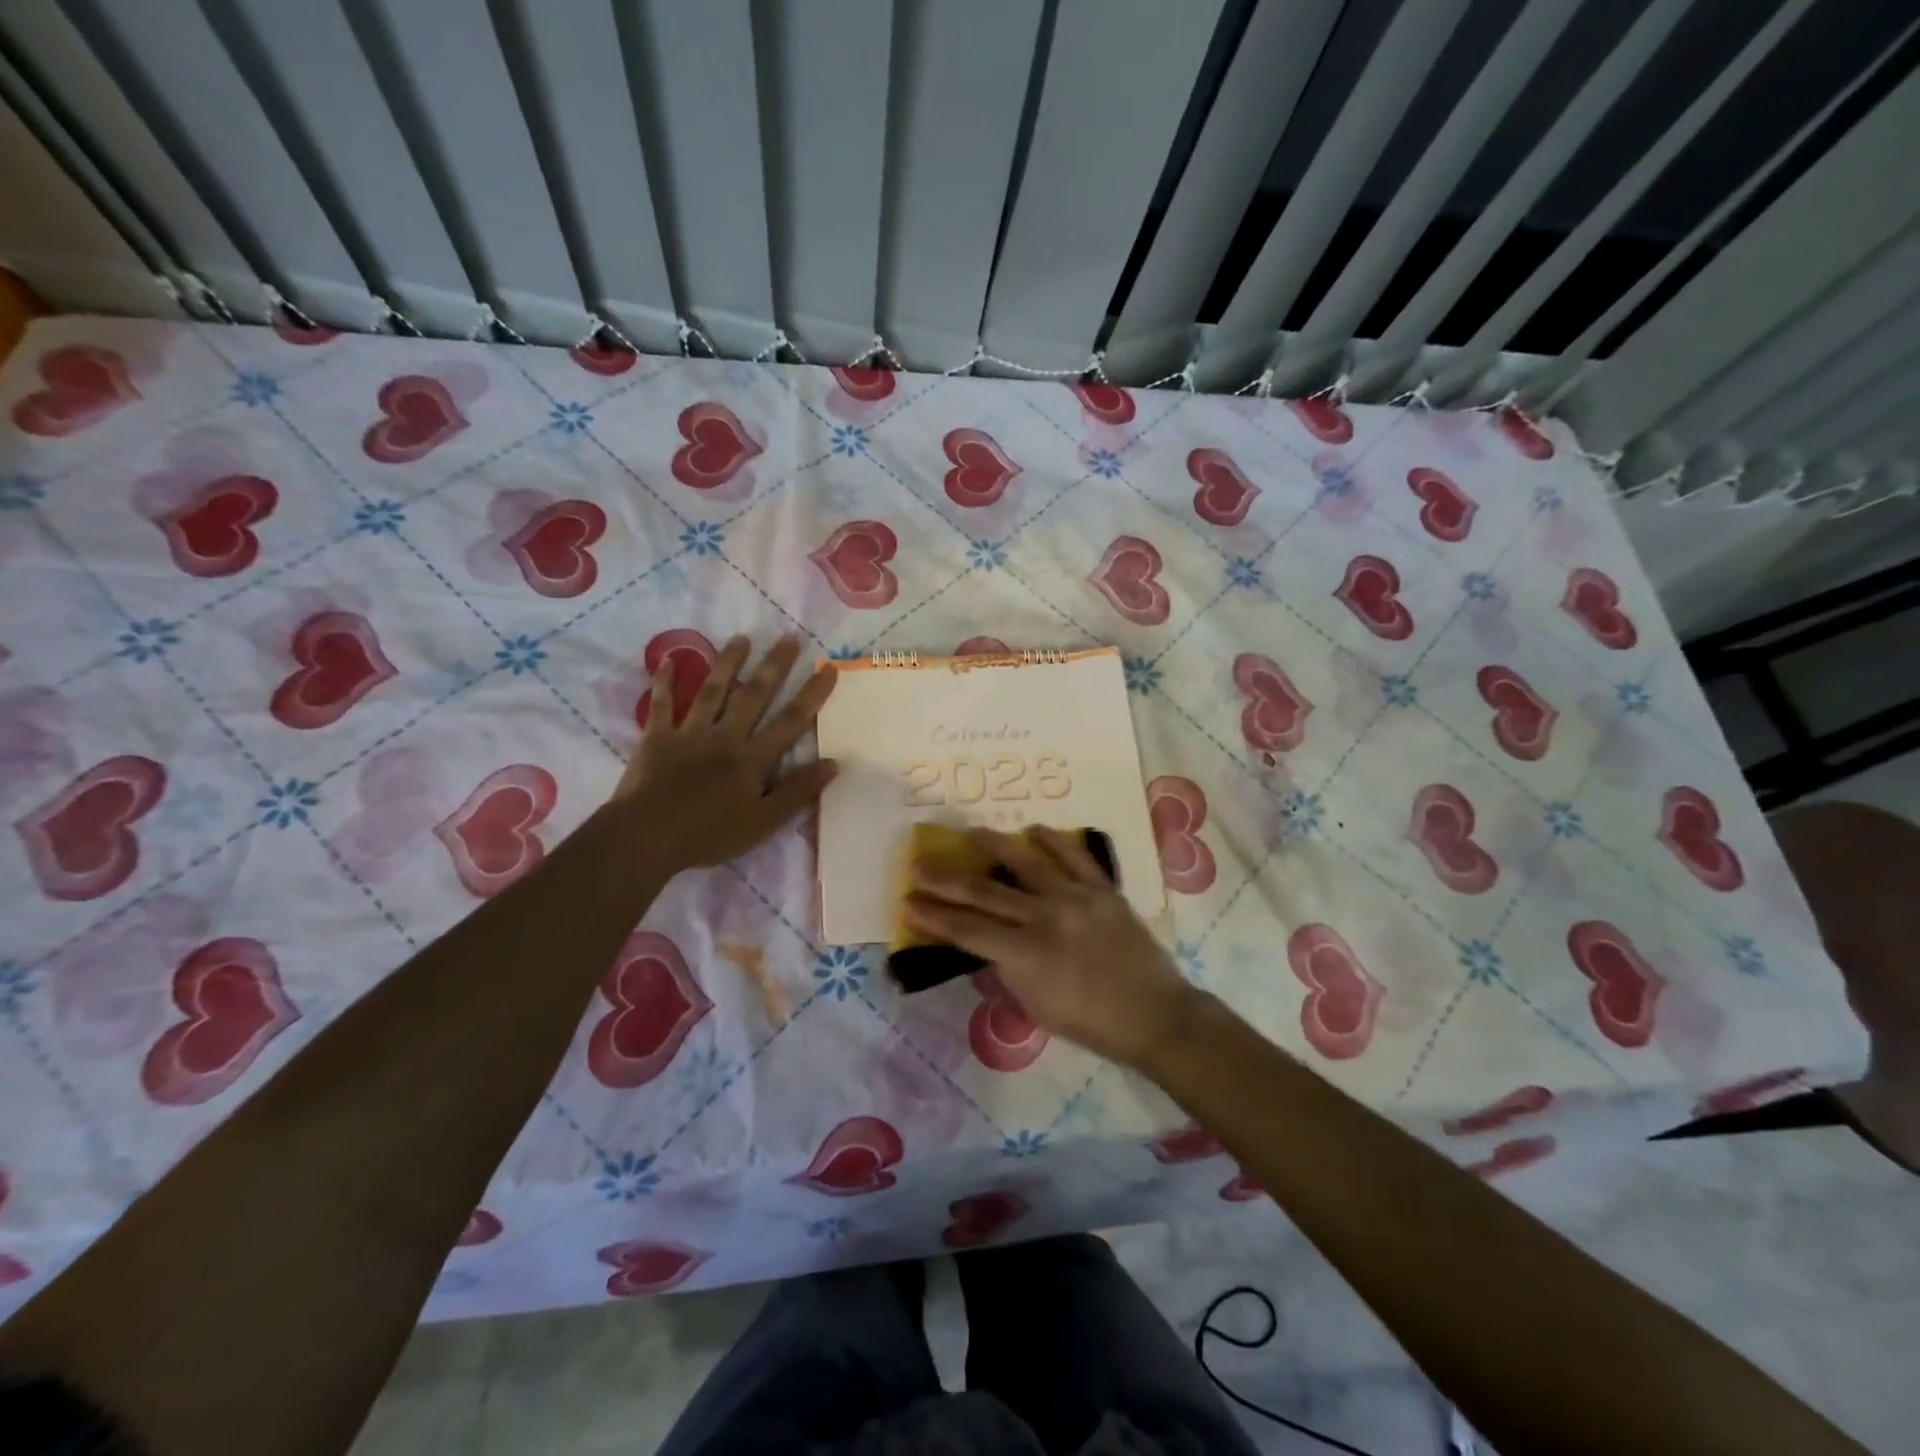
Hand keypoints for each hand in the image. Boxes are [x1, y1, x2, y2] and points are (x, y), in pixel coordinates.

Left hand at [610, 635, 837, 871]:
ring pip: (712, 691)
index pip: (791, 721)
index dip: (812, 694)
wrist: (646, 837)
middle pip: (754, 695)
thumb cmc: (709, 834)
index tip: (828, 668)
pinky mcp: (657, 737)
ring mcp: (689, 733)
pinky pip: (662, 704)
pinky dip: (664, 682)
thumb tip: (833, 763)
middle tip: (790, 637)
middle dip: (775, 666)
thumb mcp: (764, 822)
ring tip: (742, 638)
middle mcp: (725, 736)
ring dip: (728, 663)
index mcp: (753, 758)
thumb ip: (798, 791)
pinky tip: (668, 660)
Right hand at [905, 825, 1200, 1068]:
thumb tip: (984, 943)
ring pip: (1027, 862)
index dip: (935, 917)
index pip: (968, 930)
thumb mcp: (1035, 1007)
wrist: (1155, 1014)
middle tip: (919, 866)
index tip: (909, 903)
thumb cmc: (1091, 1022)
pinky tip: (1033, 829)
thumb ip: (1006, 970)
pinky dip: (1052, 841)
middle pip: (986, 892)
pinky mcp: (1102, 889)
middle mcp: (1046, 917)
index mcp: (1027, 954)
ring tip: (970, 832)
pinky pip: (1074, 857)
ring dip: (995, 844)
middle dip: (947, 880)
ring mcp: (1076, 897)